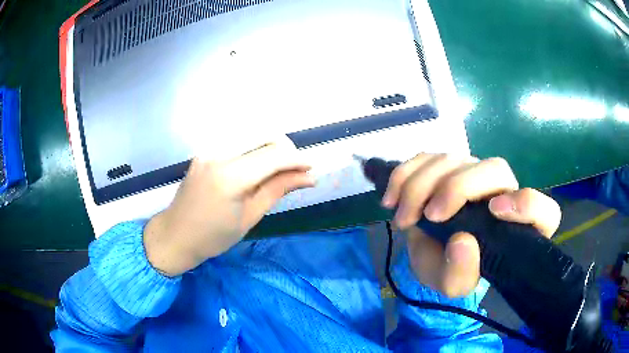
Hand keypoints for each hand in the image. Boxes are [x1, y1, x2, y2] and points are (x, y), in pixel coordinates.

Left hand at [143, 139, 314, 275]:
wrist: (175, 235)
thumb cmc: (213, 237)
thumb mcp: (250, 217)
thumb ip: (278, 189)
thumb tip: (309, 177)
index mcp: (230, 176)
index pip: (273, 156)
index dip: (297, 160)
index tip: (312, 169)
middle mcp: (218, 153)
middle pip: (264, 135)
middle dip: (286, 149)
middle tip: (297, 170)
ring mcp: (209, 149)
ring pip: (251, 134)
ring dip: (271, 147)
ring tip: (280, 168)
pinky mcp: (205, 150)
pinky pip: (237, 141)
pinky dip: (254, 149)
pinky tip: (258, 166)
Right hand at [382, 154, 560, 297]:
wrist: (430, 253)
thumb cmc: (450, 270)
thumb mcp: (451, 284)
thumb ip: (460, 274)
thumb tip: (463, 241)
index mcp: (517, 229)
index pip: (544, 211)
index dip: (527, 204)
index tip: (494, 211)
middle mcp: (503, 194)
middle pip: (496, 169)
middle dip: (458, 187)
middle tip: (429, 216)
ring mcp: (476, 175)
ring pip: (456, 157)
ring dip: (422, 184)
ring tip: (402, 217)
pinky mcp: (449, 166)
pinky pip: (428, 156)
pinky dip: (406, 173)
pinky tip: (391, 198)